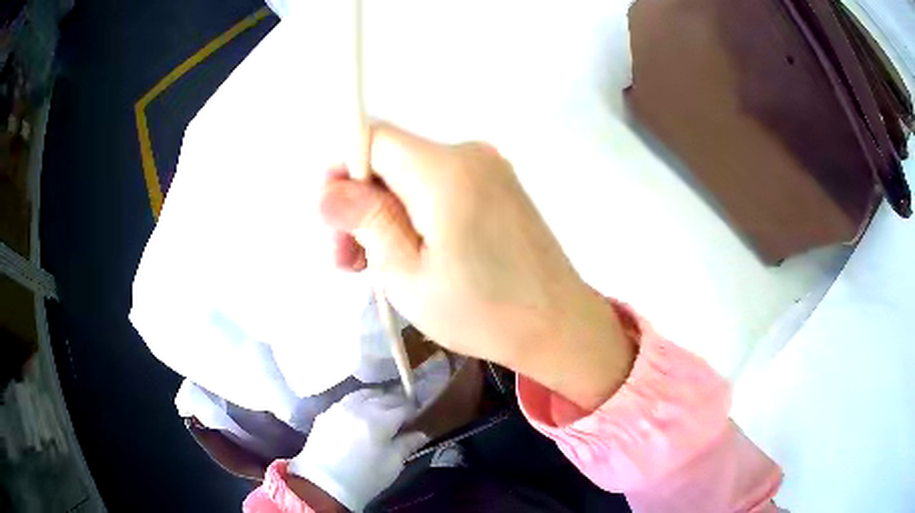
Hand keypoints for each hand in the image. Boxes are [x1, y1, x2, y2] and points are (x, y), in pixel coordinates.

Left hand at [288, 389, 427, 511]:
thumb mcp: (392, 465)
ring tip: (382, 407)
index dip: (413, 410)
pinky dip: (357, 402)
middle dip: (396, 402)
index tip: (417, 415)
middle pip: (383, 397)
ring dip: (376, 397)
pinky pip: (346, 400)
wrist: (323, 485)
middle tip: (403, 410)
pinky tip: (359, 411)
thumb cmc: (364, 479)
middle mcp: (359, 408)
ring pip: (363, 394)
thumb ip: (407, 445)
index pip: (402, 407)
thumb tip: (421, 434)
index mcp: (380, 421)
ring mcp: (340, 408)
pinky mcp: (326, 414)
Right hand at [320, 124, 634, 409]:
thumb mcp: (407, 274)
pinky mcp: (500, 187)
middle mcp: (470, 154)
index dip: (342, 169)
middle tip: (349, 260)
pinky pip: (440, 186)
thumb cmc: (482, 311)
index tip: (334, 220)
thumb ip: (367, 221)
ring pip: (413, 175)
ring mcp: (490, 168)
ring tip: (375, 267)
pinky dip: (416, 212)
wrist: (560, 326)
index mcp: (444, 170)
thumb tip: (328, 191)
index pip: (373, 137)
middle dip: (361, 202)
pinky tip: (412, 253)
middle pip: (391, 158)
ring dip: (386, 212)